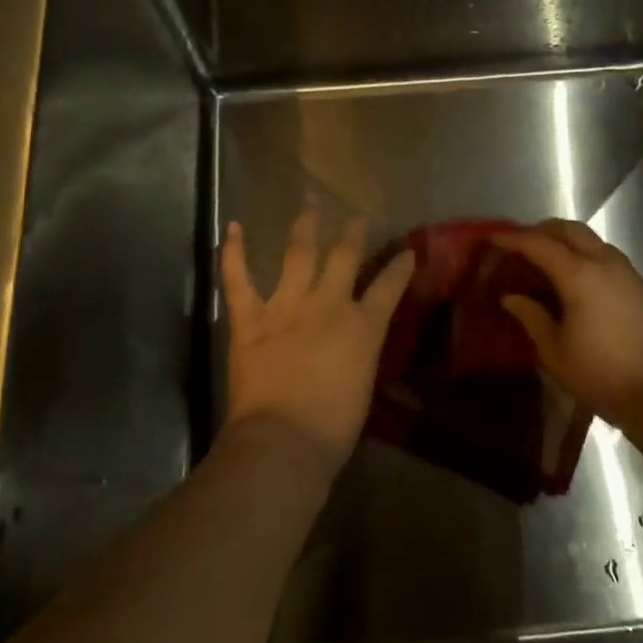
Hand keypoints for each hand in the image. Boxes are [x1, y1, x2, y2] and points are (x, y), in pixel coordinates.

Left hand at [221, 203, 414, 474]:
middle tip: (357, 215)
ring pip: (298, 253)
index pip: (389, 287)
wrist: (284, 441)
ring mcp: (286, 307)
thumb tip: (352, 347)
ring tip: (309, 202)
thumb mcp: (362, 386)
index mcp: (362, 328)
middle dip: (353, 231)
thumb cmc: (332, 428)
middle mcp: (327, 306)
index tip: (408, 251)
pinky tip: (234, 226)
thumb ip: (359, 355)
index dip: (400, 267)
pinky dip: (234, 252)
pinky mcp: (250, 319)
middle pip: (345, 256)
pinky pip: (238, 279)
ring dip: (305, 225)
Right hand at [491, 220, 642, 422]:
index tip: (493, 238)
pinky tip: (576, 277)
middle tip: (520, 244)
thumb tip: (512, 297)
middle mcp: (604, 263)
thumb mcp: (554, 351)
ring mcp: (626, 271)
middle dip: (541, 230)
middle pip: (569, 229)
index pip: (539, 244)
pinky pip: (606, 254)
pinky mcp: (640, 284)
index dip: (513, 239)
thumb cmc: (600, 374)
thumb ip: (532, 317)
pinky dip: (585, 253)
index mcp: (579, 275)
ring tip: (546, 259)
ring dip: (565, 239)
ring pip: (591, 238)